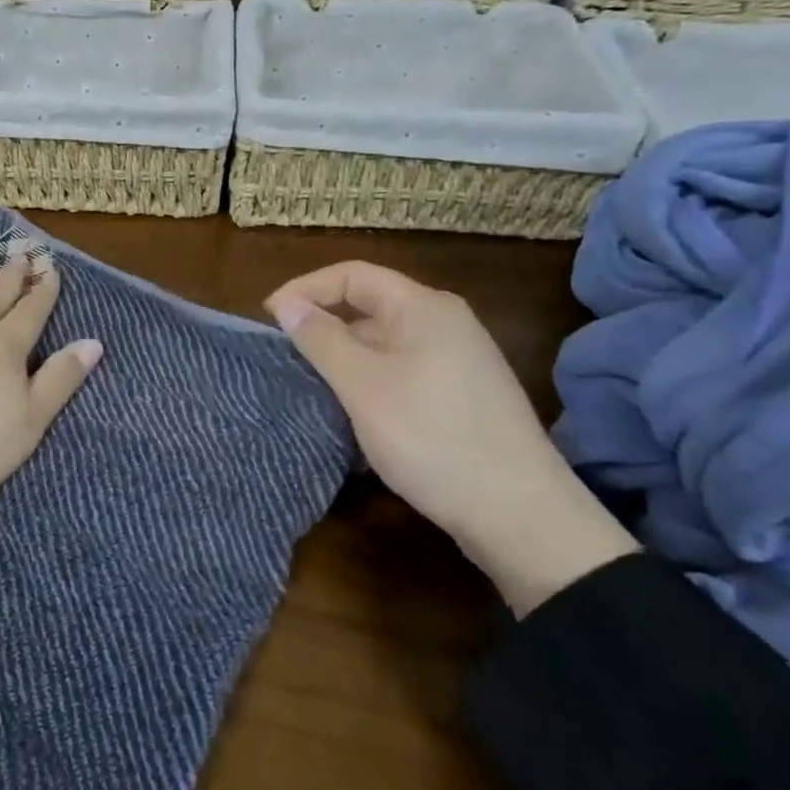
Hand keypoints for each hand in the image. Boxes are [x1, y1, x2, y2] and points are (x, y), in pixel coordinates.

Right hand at [267, 262, 635, 615]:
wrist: (520, 515)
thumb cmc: (432, 437)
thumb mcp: (363, 385)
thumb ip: (320, 339)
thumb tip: (287, 305)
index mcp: (424, 307)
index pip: (352, 274)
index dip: (305, 289)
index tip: (268, 319)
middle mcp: (445, 323)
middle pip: (369, 306)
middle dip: (323, 326)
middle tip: (285, 357)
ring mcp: (458, 361)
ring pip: (384, 344)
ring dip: (344, 358)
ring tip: (310, 387)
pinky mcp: (462, 397)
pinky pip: (402, 372)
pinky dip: (369, 382)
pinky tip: (352, 414)